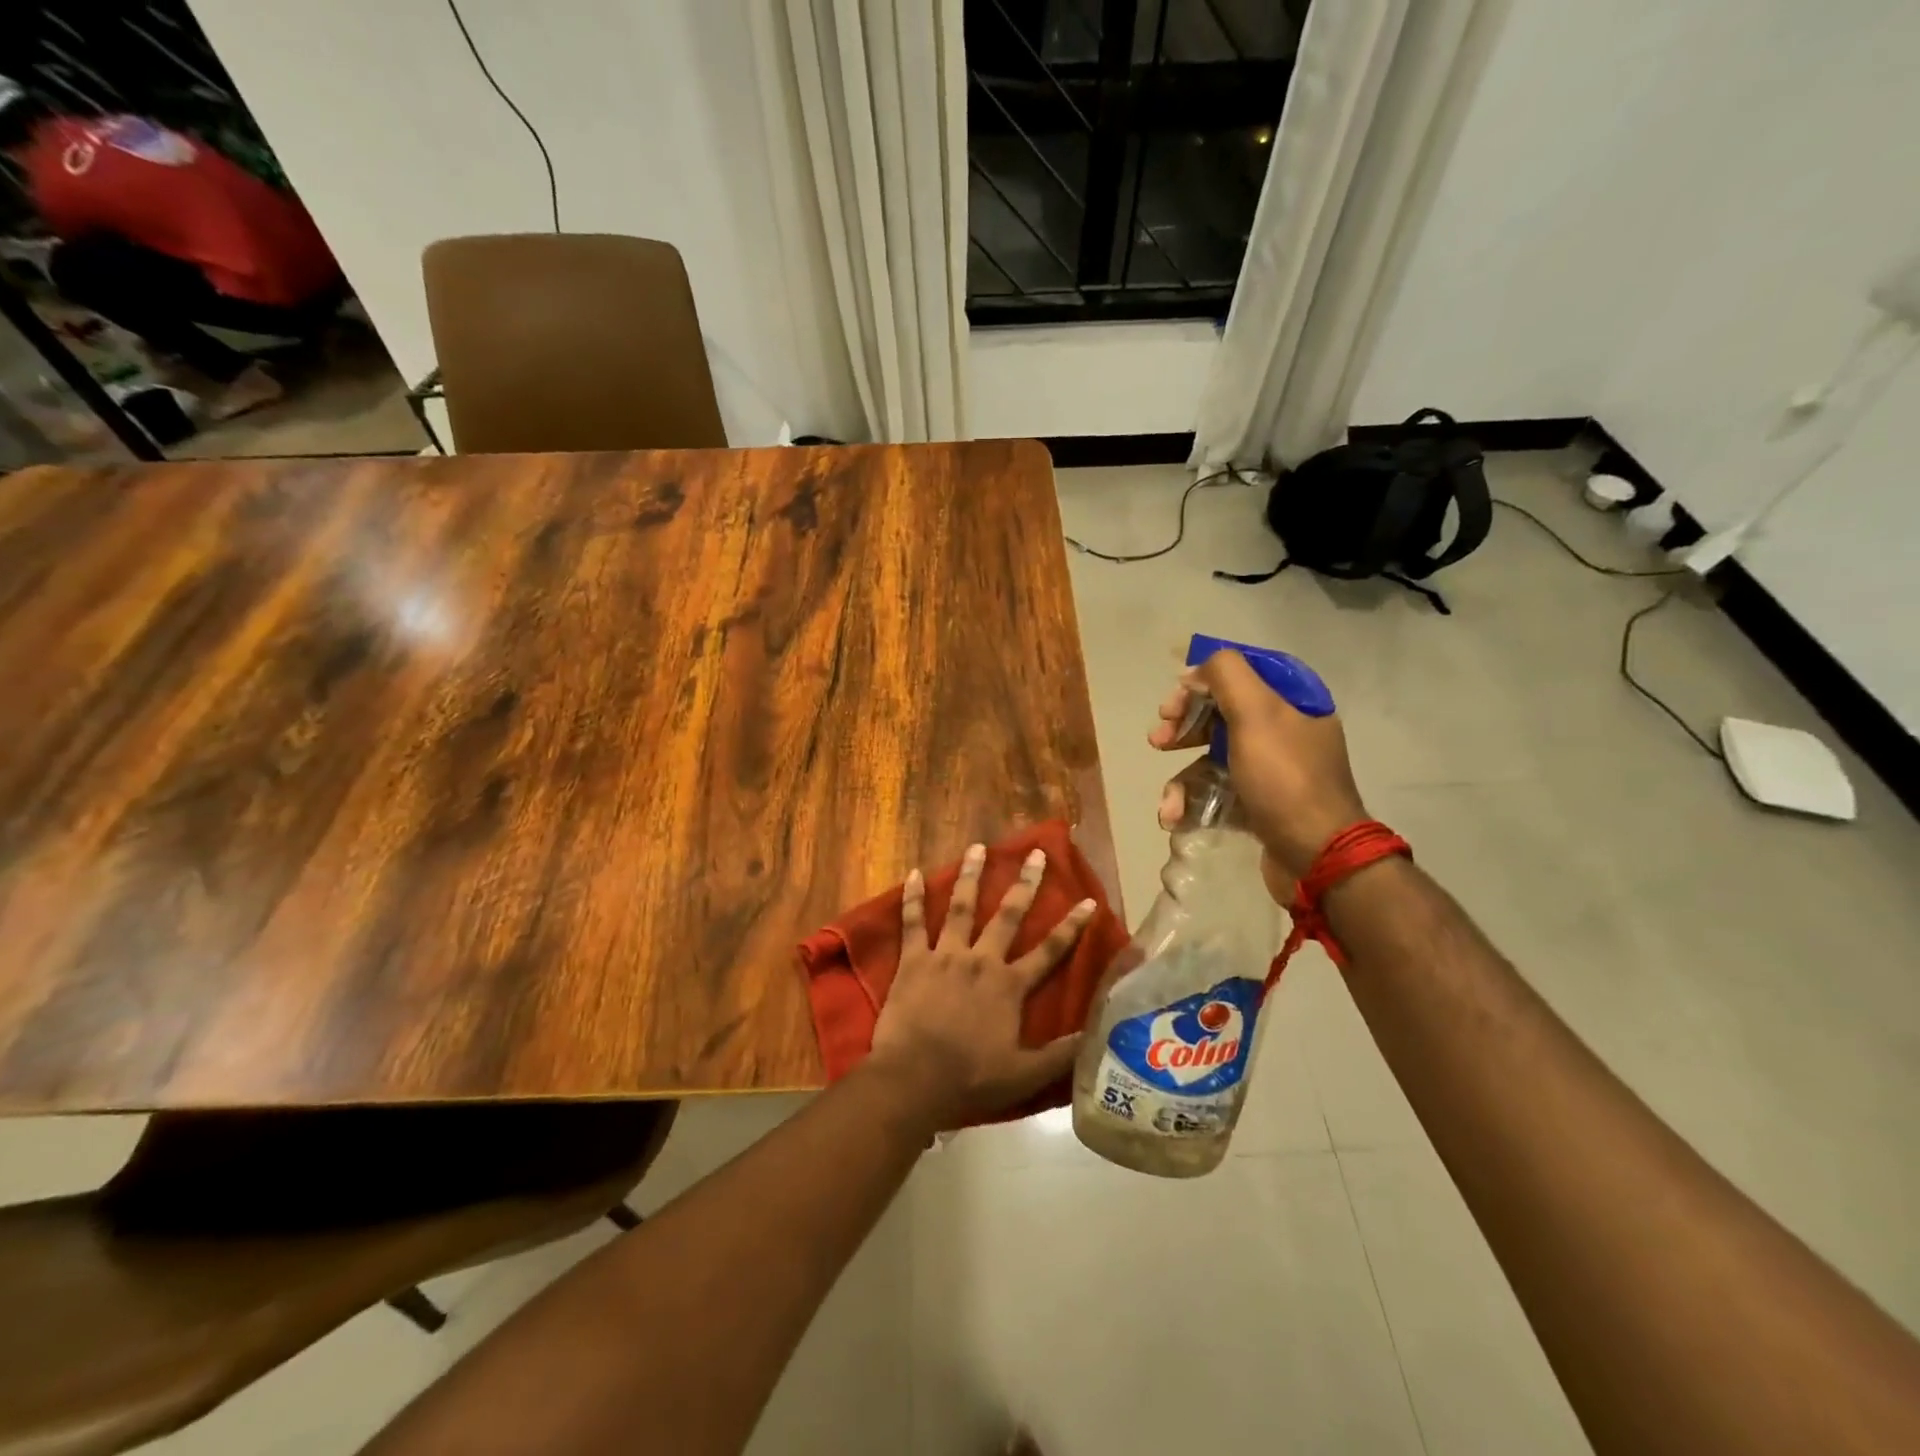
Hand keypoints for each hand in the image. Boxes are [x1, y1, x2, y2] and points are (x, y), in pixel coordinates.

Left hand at [868, 842, 1095, 1129]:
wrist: (914, 1079)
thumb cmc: (970, 1079)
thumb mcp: (1025, 1075)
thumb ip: (1062, 1054)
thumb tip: (1097, 1033)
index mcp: (1009, 986)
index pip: (1049, 951)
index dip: (1071, 926)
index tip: (1088, 900)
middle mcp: (981, 960)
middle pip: (1008, 915)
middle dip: (1025, 883)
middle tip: (1035, 854)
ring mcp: (945, 955)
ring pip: (961, 907)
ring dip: (971, 876)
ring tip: (978, 847)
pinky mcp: (914, 960)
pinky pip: (913, 922)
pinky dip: (913, 897)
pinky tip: (913, 873)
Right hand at [1149, 649, 1367, 883]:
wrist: (1317, 857)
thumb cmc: (1285, 779)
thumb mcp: (1257, 714)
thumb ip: (1226, 676)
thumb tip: (1196, 670)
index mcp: (1292, 703)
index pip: (1240, 674)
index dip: (1201, 681)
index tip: (1173, 702)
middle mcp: (1284, 733)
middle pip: (1220, 715)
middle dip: (1183, 728)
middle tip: (1158, 740)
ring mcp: (1271, 772)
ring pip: (1212, 758)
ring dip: (1182, 778)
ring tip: (1168, 802)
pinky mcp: (1259, 806)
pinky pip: (1217, 793)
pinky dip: (1194, 804)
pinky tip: (1176, 817)